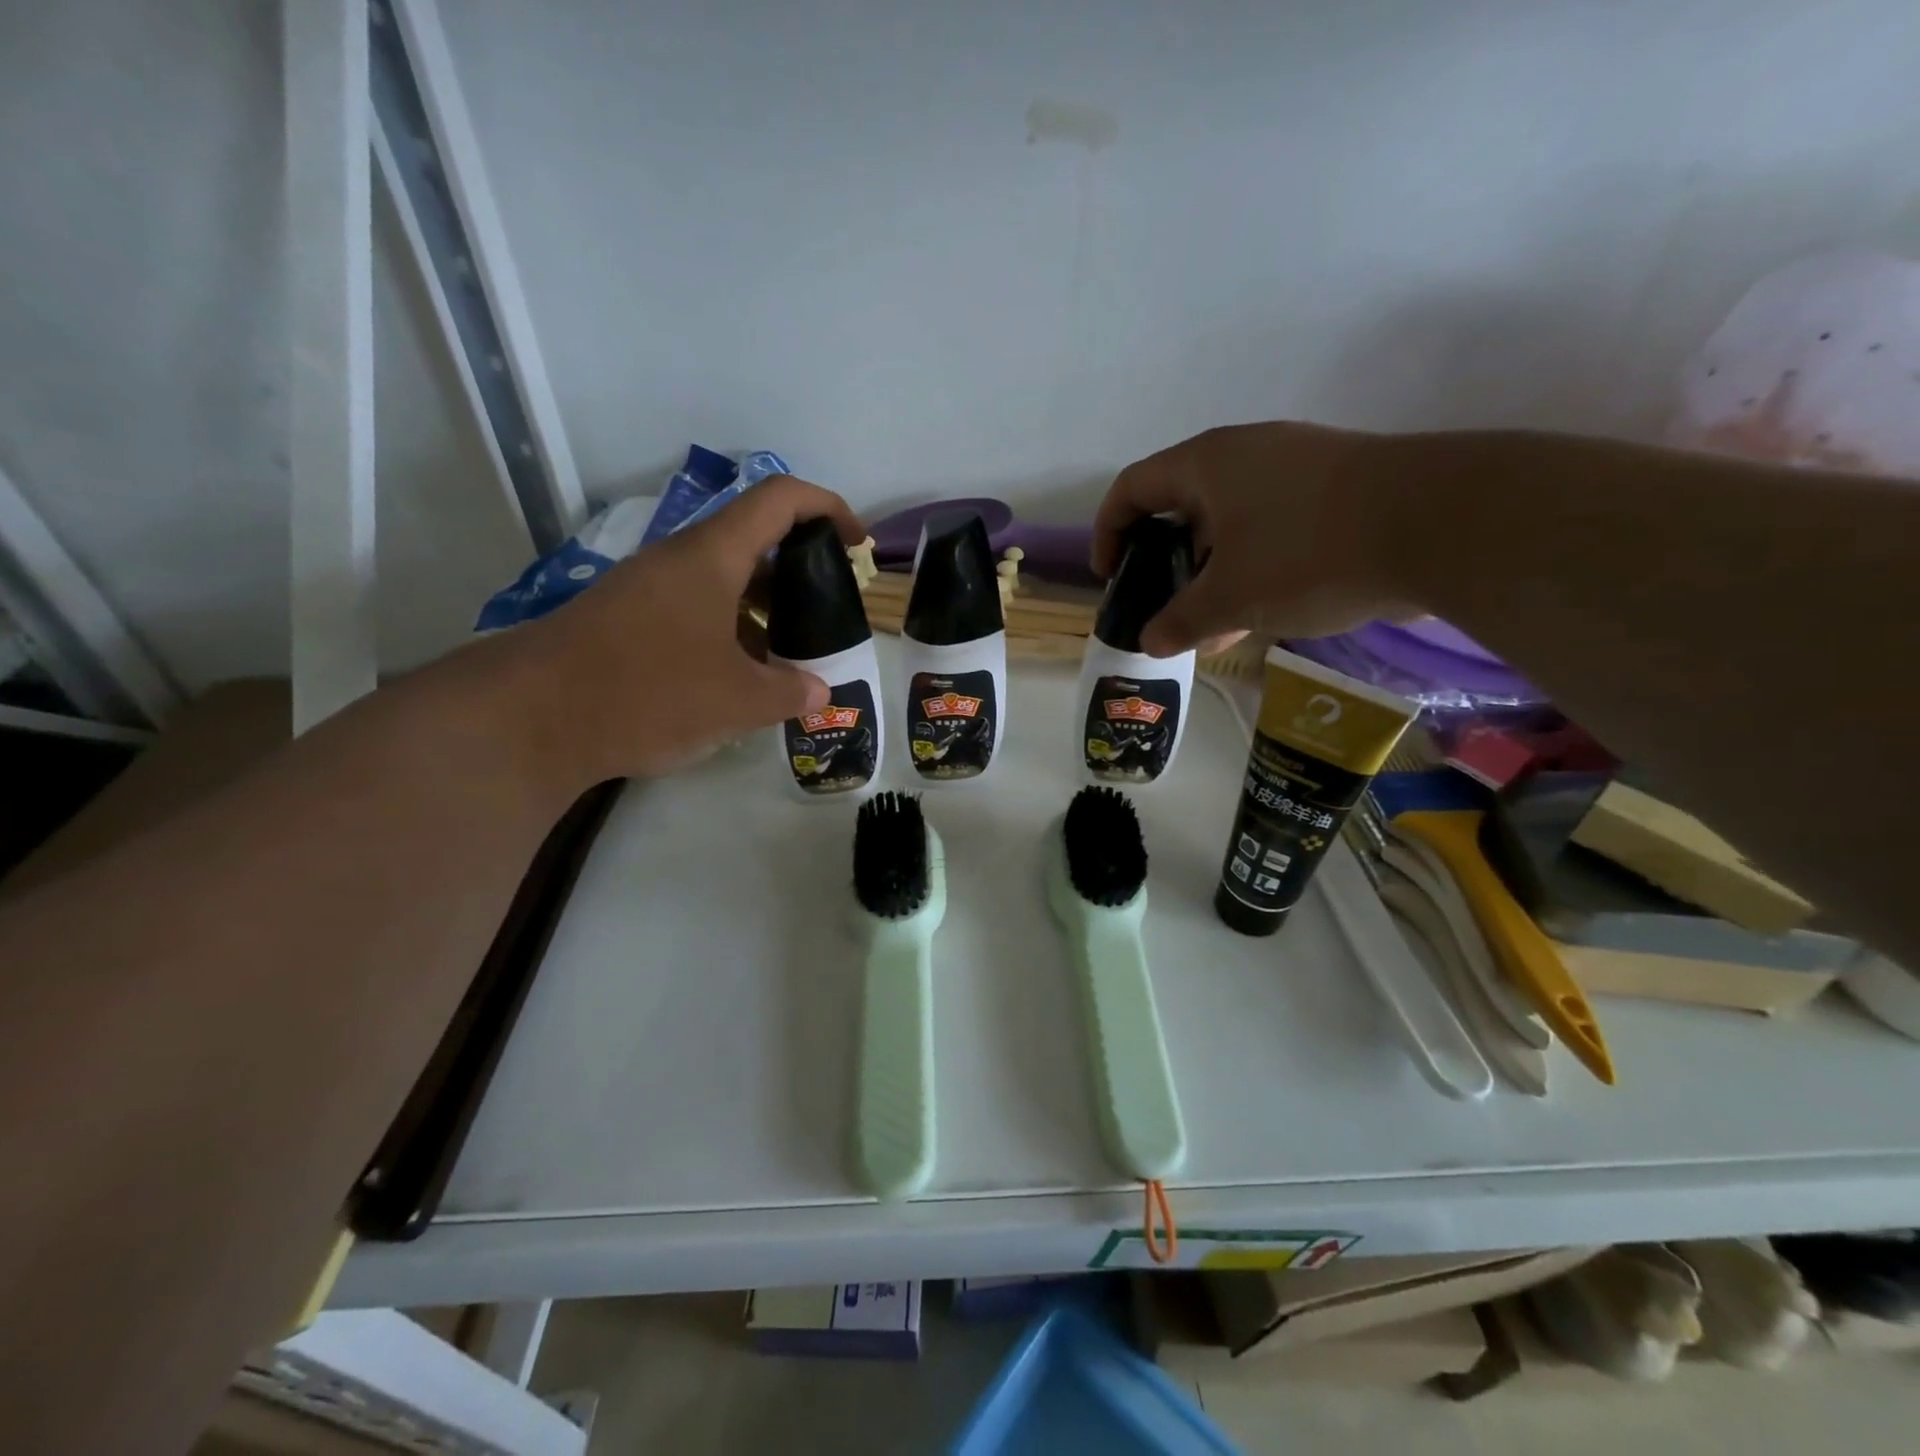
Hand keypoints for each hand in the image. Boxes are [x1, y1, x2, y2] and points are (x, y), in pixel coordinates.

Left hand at [508, 475, 863, 782]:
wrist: (531, 719)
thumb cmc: (647, 692)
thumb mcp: (736, 700)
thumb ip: (790, 693)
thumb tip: (819, 692)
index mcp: (712, 557)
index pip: (780, 498)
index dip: (828, 508)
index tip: (855, 546)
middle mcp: (679, 561)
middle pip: (754, 540)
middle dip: (801, 572)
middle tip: (827, 614)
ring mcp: (649, 590)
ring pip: (724, 581)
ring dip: (765, 609)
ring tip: (791, 657)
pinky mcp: (628, 621)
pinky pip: (695, 610)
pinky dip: (730, 631)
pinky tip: (739, 678)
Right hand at [1093, 422, 1415, 655]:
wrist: (1442, 524)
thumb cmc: (1308, 552)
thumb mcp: (1231, 597)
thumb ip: (1181, 621)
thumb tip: (1150, 642)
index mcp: (1207, 464)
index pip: (1133, 488)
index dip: (1110, 532)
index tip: (1114, 578)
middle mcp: (1246, 454)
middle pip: (1182, 505)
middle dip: (1166, 562)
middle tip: (1165, 608)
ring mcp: (1296, 467)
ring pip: (1230, 522)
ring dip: (1212, 572)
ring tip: (1214, 625)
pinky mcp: (1336, 489)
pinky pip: (1272, 527)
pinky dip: (1253, 566)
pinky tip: (1262, 613)